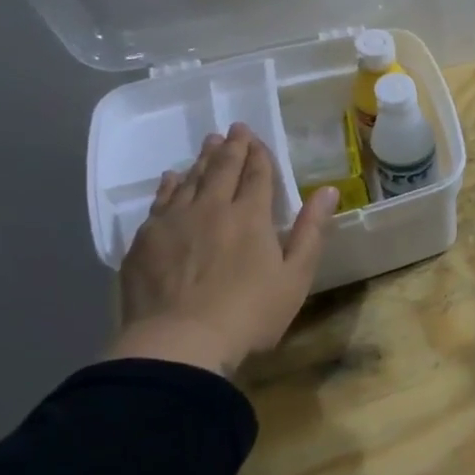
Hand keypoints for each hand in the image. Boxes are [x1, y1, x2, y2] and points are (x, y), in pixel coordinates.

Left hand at [106, 125, 338, 378]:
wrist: (179, 345)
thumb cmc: (249, 314)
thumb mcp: (295, 277)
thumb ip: (311, 231)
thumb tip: (328, 190)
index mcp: (250, 216)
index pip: (257, 175)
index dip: (259, 154)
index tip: (256, 137)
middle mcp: (211, 208)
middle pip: (222, 170)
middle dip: (231, 147)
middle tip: (233, 129)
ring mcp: (174, 222)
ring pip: (190, 180)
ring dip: (202, 160)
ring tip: (208, 145)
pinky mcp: (145, 241)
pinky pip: (160, 201)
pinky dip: (169, 185)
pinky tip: (171, 179)